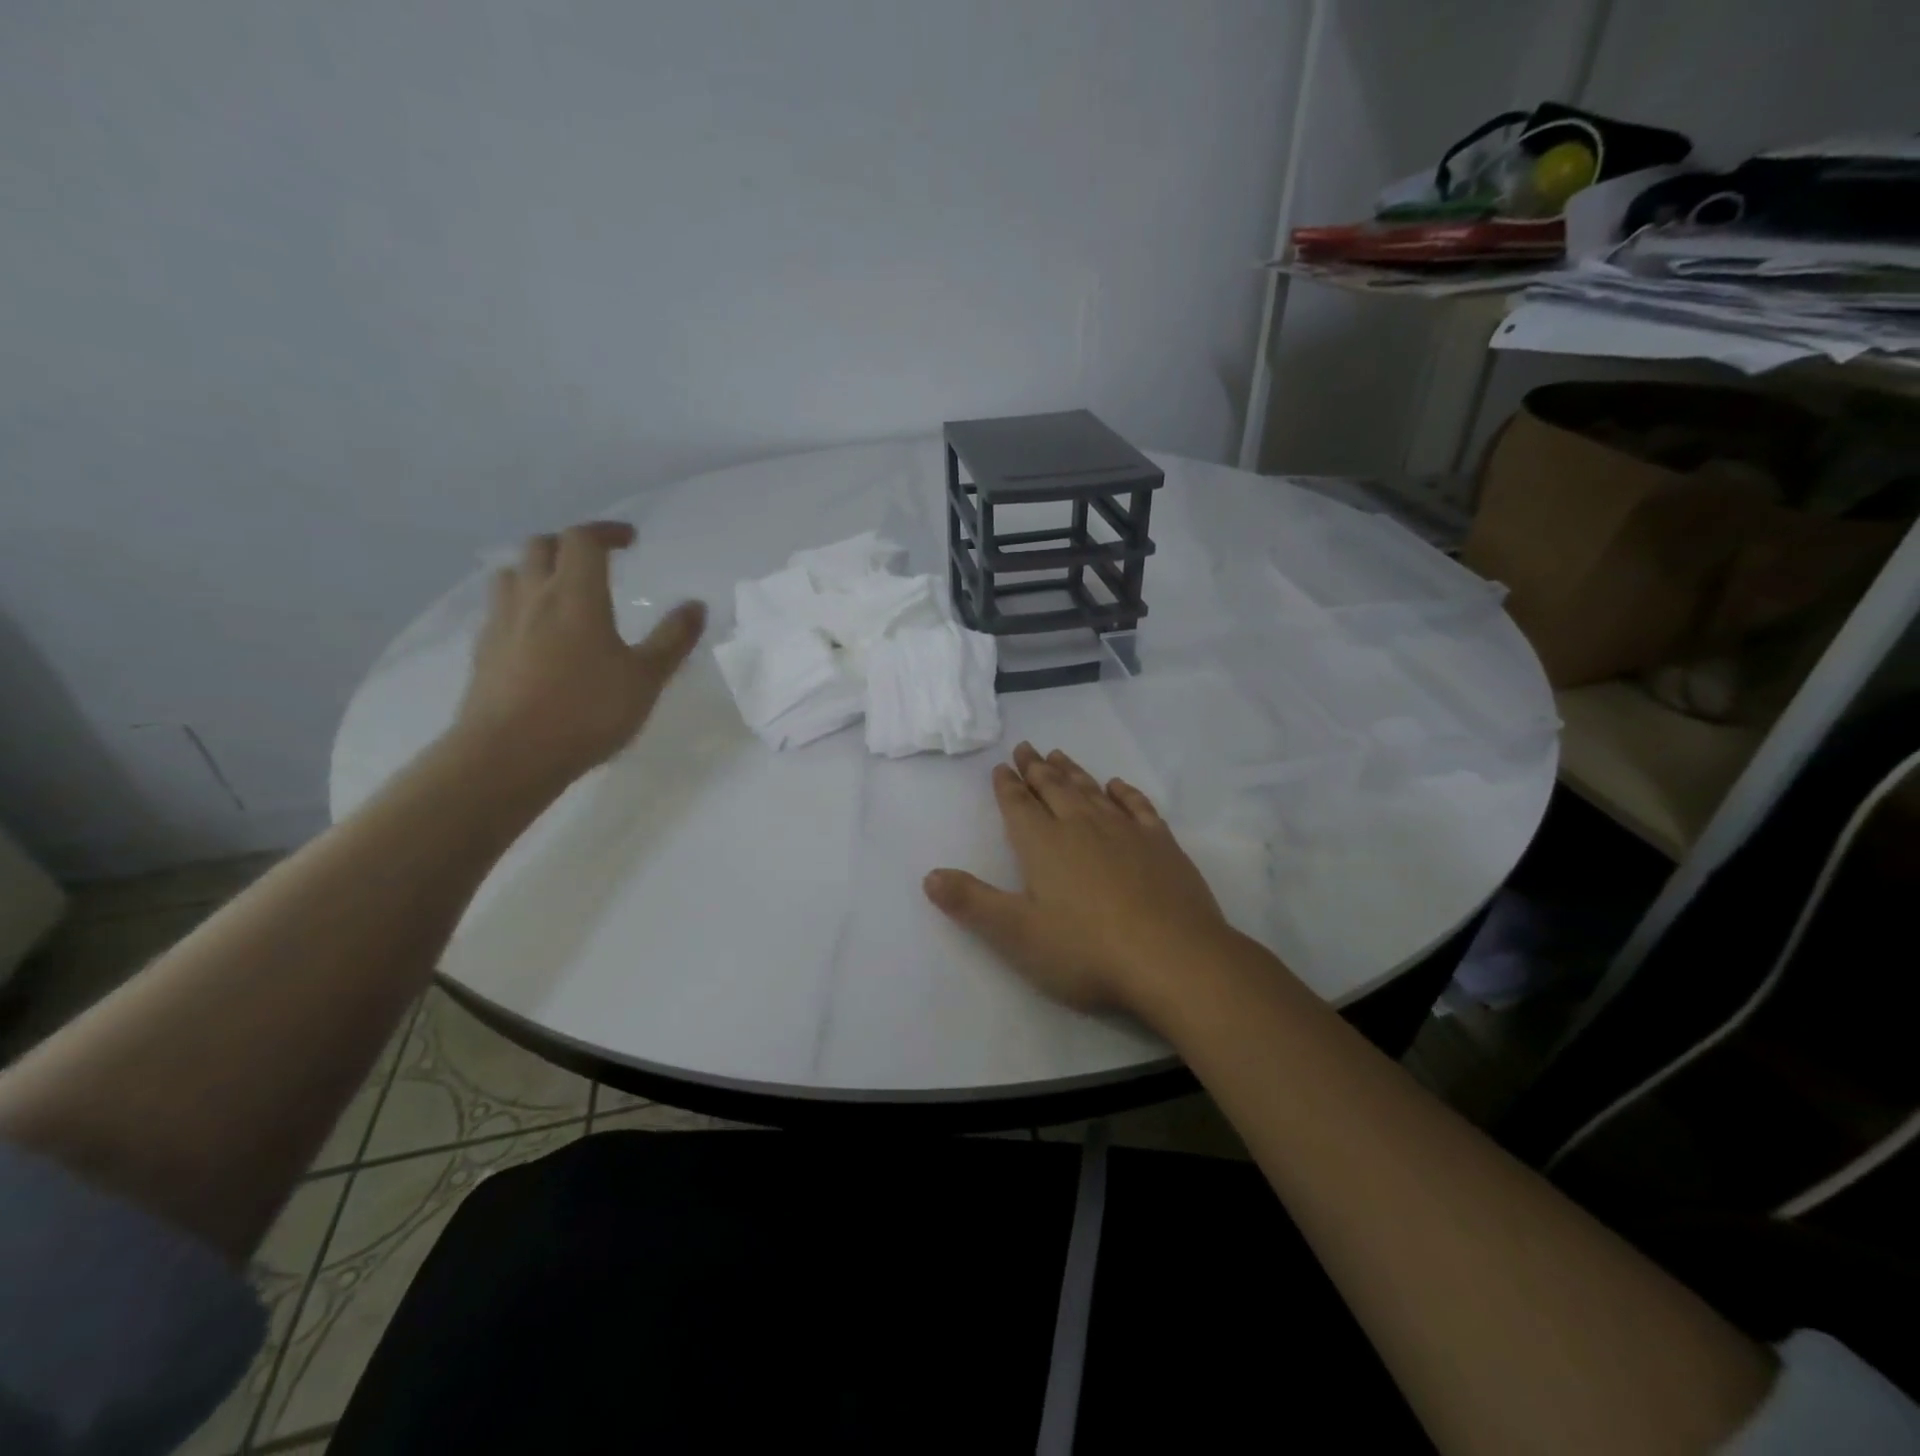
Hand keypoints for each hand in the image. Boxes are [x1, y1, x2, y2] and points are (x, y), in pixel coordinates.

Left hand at [451, 522, 706, 790]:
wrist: (509, 754)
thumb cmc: (586, 711)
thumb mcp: (646, 678)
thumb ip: (673, 639)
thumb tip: (696, 605)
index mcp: (576, 595)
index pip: (584, 539)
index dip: (607, 531)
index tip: (630, 540)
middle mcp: (533, 596)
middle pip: (542, 546)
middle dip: (571, 544)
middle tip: (597, 561)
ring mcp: (501, 622)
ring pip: (513, 573)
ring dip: (539, 569)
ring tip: (562, 590)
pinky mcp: (483, 650)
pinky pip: (500, 608)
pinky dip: (521, 603)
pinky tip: (536, 632)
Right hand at [923, 742, 1234, 1018]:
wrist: (1174, 959)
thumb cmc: (1087, 952)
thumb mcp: (1017, 935)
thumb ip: (972, 903)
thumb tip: (930, 875)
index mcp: (1044, 845)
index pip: (1019, 806)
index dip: (1007, 786)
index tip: (1002, 767)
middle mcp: (1082, 826)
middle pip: (1054, 788)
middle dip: (1036, 768)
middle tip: (1026, 747)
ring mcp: (1125, 831)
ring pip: (1091, 791)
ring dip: (1073, 772)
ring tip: (1059, 755)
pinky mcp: (1161, 844)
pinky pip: (1137, 806)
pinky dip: (1123, 792)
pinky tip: (1116, 786)